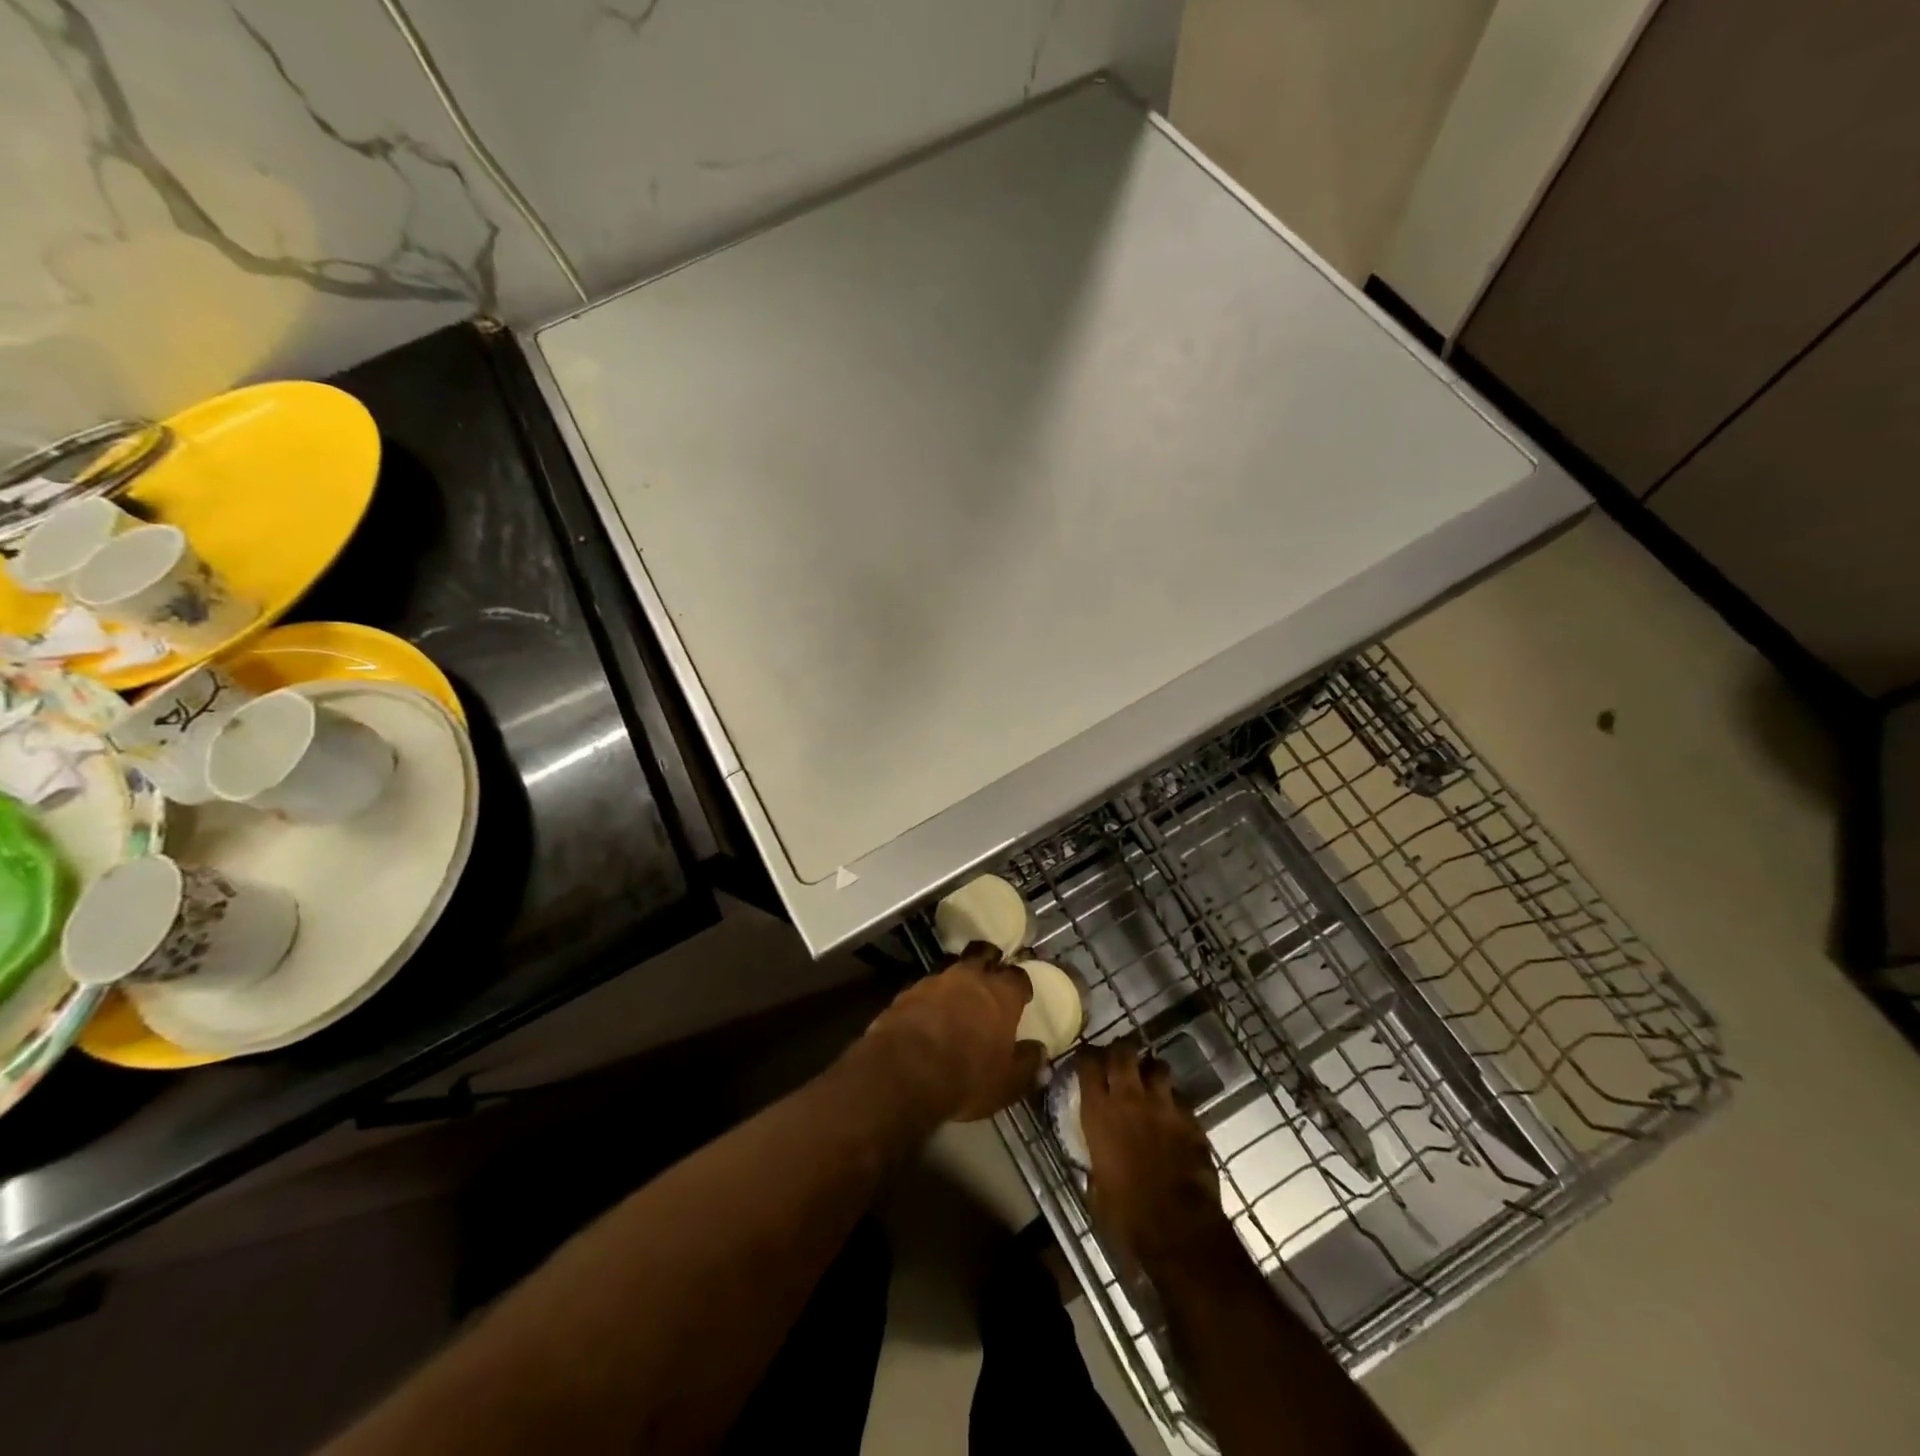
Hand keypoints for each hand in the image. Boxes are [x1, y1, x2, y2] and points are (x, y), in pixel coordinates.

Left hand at [866, 944, 1042, 1122]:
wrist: (903, 1071)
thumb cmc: (966, 1076)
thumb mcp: (1006, 1082)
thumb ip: (1027, 1065)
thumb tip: (1041, 1053)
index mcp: (1001, 994)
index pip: (1018, 977)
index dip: (1021, 986)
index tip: (1022, 997)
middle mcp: (969, 978)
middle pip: (983, 954)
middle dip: (989, 961)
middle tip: (990, 977)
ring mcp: (935, 981)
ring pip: (952, 969)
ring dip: (957, 981)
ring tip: (957, 999)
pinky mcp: (907, 992)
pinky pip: (925, 988)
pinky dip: (931, 998)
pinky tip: (929, 1015)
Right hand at [1079, 1040, 1229, 1269]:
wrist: (1178, 1231)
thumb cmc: (1126, 1215)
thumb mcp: (1096, 1185)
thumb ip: (1095, 1159)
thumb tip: (1096, 1157)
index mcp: (1099, 1111)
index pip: (1088, 1062)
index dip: (1086, 1056)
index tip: (1086, 1060)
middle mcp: (1130, 1097)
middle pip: (1123, 1051)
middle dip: (1120, 1051)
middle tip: (1118, 1062)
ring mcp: (1164, 1105)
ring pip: (1158, 1066)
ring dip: (1151, 1071)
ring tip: (1149, 1082)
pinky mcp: (1191, 1120)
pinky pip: (1181, 1098)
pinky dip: (1174, 1101)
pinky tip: (1172, 1115)